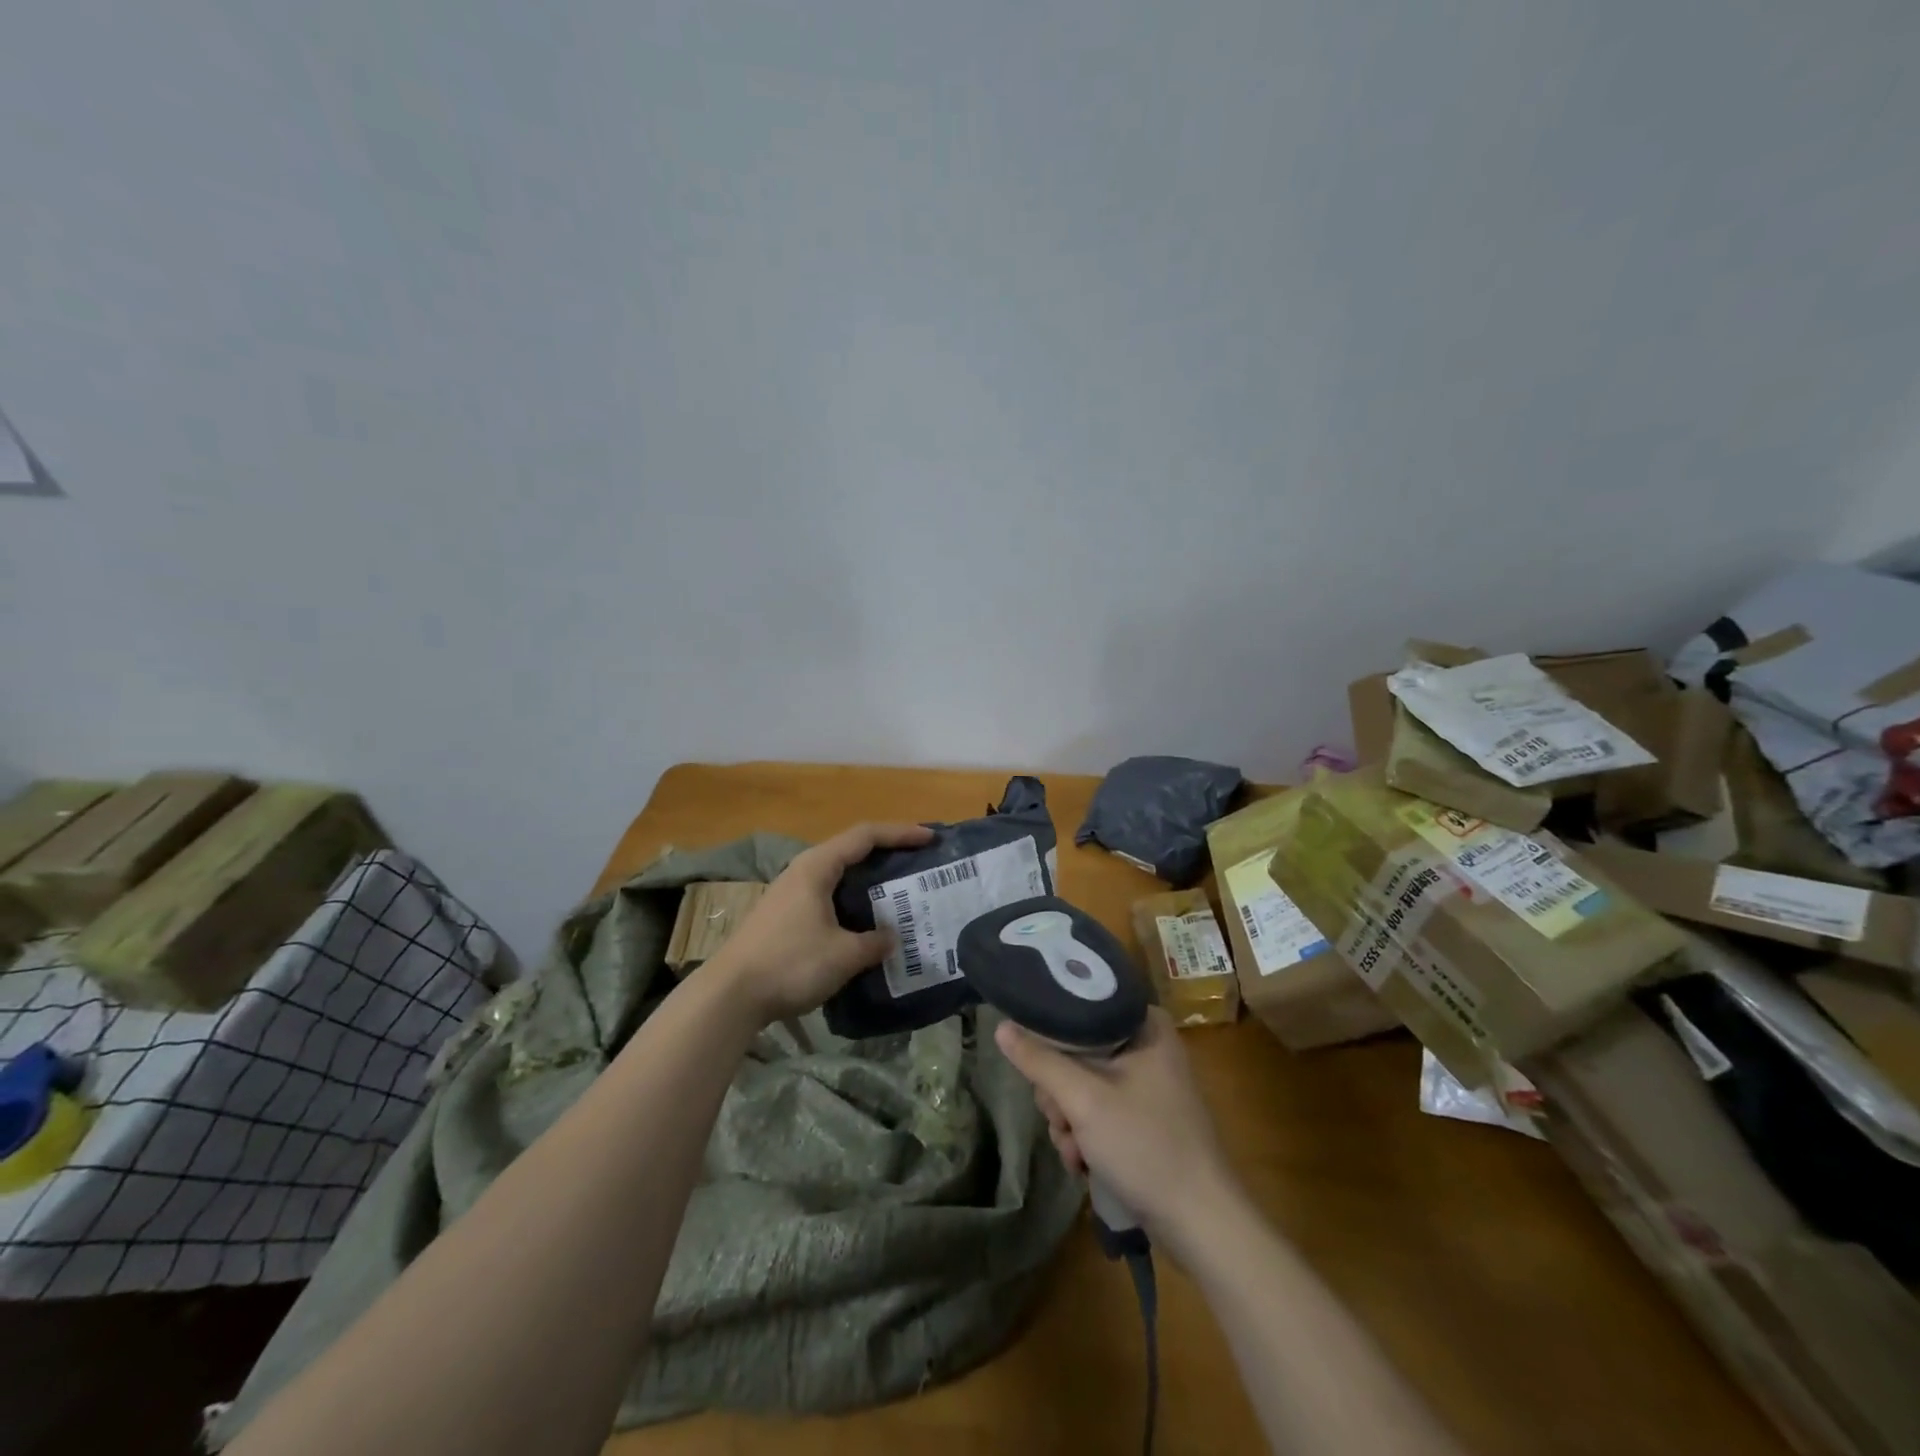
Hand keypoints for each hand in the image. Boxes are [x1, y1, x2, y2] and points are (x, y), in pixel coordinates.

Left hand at [710, 821, 934, 1023]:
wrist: (730, 995)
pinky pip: (827, 897)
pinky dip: (852, 902)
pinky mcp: (783, 917)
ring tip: (897, 894)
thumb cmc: (790, 964)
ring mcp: (789, 894)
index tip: (930, 838)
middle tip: (917, 865)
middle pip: (851, 851)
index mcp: (818, 867)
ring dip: (868, 882)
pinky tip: (864, 923)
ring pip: (838, 876)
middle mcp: (803, 871)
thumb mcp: (843, 955)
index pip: (865, 836)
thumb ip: (874, 943)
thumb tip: (892, 938)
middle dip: (886, 854)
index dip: (900, 833)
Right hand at [995, 1008, 1242, 1259]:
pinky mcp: (1145, 1120)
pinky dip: (1086, 1136)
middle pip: (1078, 1051)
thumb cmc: (1146, 1145)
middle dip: (1061, 1093)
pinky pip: (1099, 1112)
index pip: (1083, 1008)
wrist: (1202, 1224)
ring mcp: (1148, 1086)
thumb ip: (1040, 1061)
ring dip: (1069, 1120)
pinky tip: (1084, 1163)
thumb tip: (1001, 1026)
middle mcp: (1148, 1047)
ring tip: (1075, 1150)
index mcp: (1145, 1026)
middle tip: (1062, 1117)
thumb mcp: (1084, 1100)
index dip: (1053, 1034)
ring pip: (1083, 1085)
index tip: (1040, 1063)